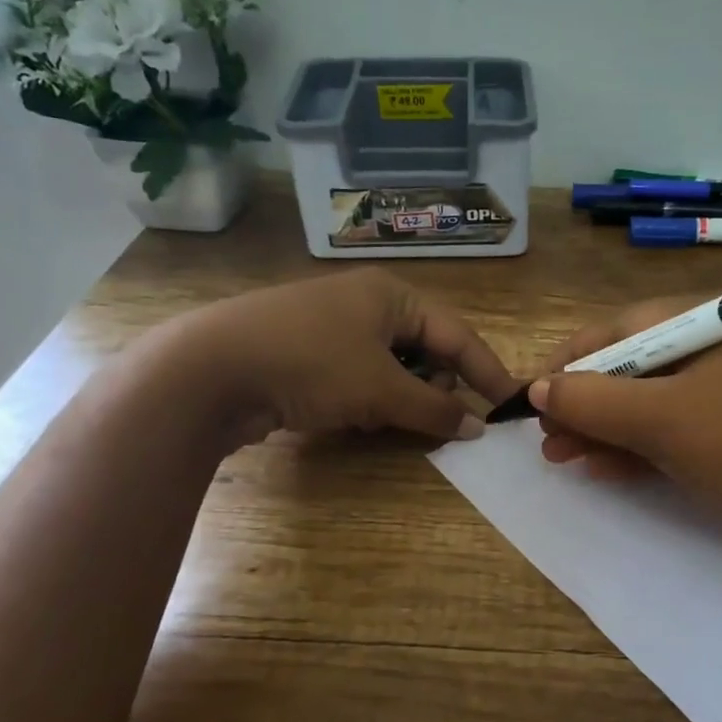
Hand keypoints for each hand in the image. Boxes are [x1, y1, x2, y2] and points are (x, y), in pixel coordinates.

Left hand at [168, 271, 518, 444]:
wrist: (210, 370)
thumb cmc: (311, 364)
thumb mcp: (381, 389)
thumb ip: (435, 409)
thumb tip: (478, 426)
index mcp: (391, 295)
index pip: (456, 334)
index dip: (487, 370)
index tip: (511, 403)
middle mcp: (365, 303)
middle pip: (424, 349)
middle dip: (434, 386)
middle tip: (432, 417)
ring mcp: (331, 327)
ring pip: (391, 368)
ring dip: (399, 398)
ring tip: (384, 419)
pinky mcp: (305, 354)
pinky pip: (358, 378)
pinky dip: (367, 400)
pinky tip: (353, 419)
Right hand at [529, 296, 721, 549]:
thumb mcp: (664, 418)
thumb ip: (593, 399)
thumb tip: (536, 390)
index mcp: (707, 322)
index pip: (620, 329)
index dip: (569, 362)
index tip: (529, 395)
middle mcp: (716, 350)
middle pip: (631, 368)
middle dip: (583, 403)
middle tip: (544, 438)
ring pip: (648, 405)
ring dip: (601, 430)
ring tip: (559, 457)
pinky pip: (671, 434)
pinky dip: (634, 449)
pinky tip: (597, 468)